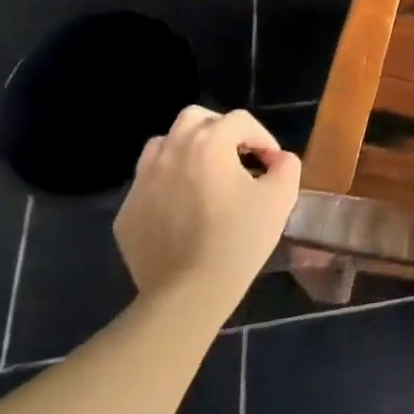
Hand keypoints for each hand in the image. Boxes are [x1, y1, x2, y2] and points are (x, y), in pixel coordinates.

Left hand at [113, 106, 300, 317]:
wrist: (187, 295)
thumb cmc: (238, 240)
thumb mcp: (280, 198)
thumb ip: (286, 165)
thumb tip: (277, 159)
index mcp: (209, 144)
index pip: (240, 121)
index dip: (261, 137)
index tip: (271, 163)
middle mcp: (172, 152)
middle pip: (196, 118)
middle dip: (220, 130)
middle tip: (236, 156)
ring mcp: (143, 181)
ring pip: (164, 144)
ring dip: (187, 150)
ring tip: (204, 175)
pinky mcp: (127, 212)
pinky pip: (148, 182)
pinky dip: (167, 183)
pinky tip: (182, 209)